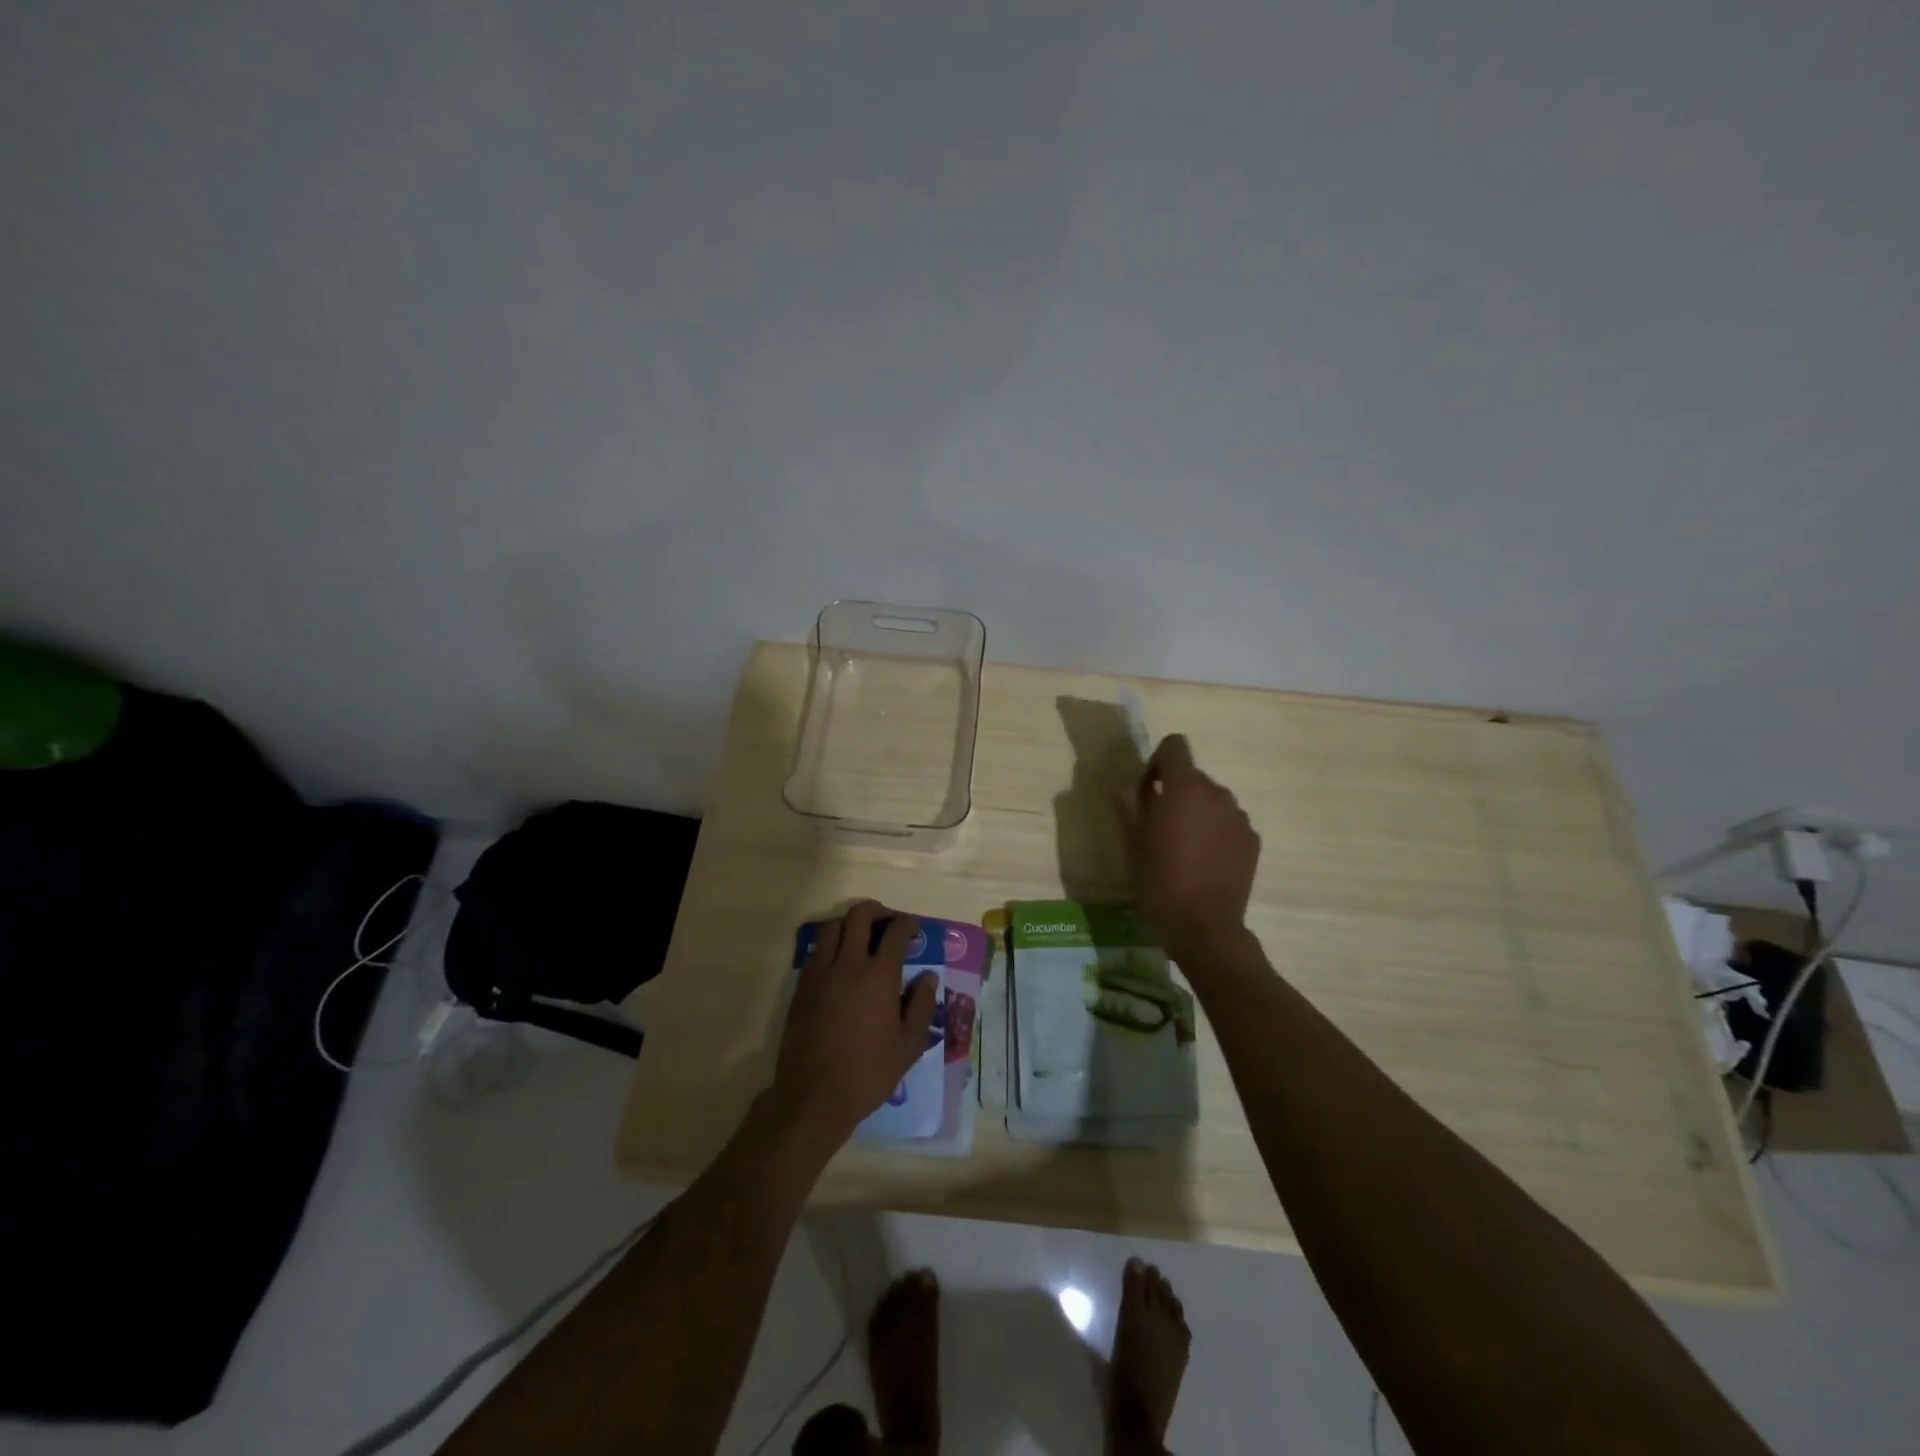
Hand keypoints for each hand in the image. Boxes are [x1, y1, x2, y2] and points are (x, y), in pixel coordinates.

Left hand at [775, 901, 938, 1146]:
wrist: (813, 1097)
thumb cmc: (868, 1073)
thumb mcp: (908, 1046)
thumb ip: (922, 1005)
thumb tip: (927, 977)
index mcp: (879, 977)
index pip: (895, 933)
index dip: (907, 924)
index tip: (914, 928)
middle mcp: (848, 965)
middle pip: (859, 916)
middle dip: (879, 911)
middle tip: (890, 922)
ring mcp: (820, 973)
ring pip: (833, 927)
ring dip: (851, 923)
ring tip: (863, 936)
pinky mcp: (801, 987)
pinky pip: (817, 950)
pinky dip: (832, 944)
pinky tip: (841, 962)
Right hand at [1134, 735, 1260, 959]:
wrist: (1203, 926)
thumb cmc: (1159, 880)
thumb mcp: (1135, 841)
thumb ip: (1138, 804)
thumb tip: (1140, 789)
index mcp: (1185, 788)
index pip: (1175, 745)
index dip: (1158, 762)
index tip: (1149, 790)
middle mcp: (1217, 793)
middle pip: (1194, 777)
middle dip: (1177, 793)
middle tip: (1161, 826)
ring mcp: (1239, 817)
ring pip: (1213, 801)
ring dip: (1198, 813)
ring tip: (1185, 848)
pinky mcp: (1252, 840)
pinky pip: (1229, 824)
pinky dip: (1216, 833)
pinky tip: (1206, 863)